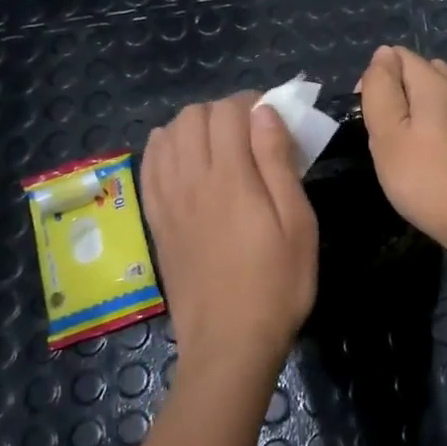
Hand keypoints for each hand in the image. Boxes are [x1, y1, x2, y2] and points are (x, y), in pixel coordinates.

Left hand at [142, 93, 318, 383]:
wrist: (229, 342)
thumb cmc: (277, 283)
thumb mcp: (298, 223)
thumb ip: (278, 163)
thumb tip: (265, 112)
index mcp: (231, 178)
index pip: (227, 112)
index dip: (251, 103)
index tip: (273, 119)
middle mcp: (191, 180)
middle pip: (193, 116)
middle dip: (223, 112)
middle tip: (250, 135)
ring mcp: (167, 200)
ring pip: (168, 135)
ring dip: (194, 128)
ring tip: (220, 148)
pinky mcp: (155, 220)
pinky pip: (149, 166)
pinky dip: (165, 149)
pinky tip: (185, 162)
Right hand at [359, 45, 446, 249]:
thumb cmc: (424, 177)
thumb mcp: (387, 132)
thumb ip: (381, 87)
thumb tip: (384, 53)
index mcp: (435, 83)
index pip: (400, 56)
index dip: (377, 77)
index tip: (369, 114)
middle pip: (426, 73)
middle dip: (402, 91)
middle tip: (387, 131)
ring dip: (426, 110)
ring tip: (411, 146)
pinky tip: (441, 156)